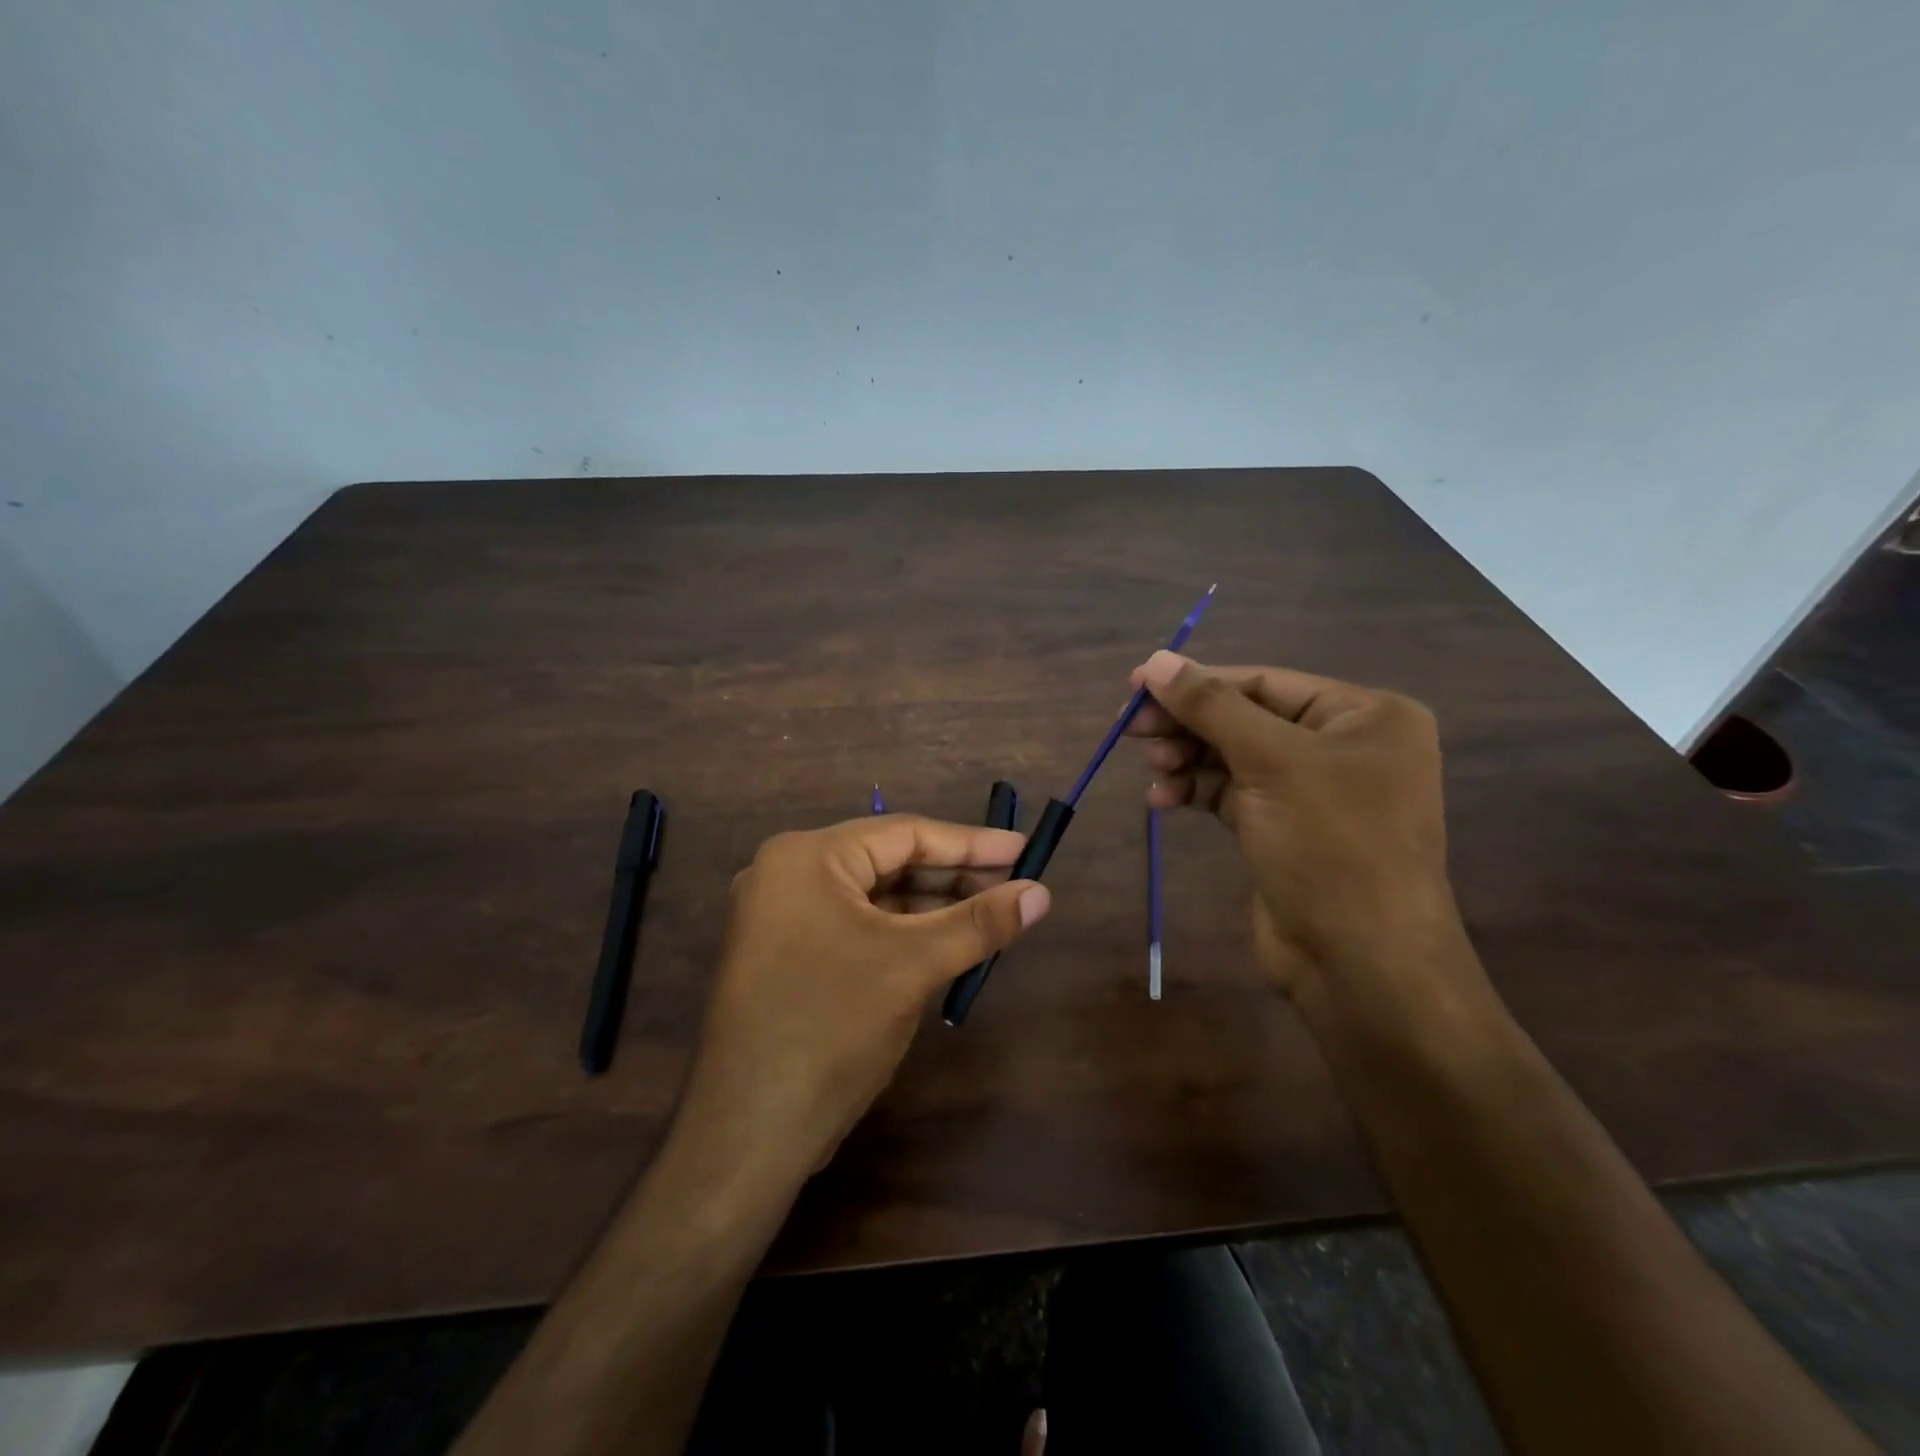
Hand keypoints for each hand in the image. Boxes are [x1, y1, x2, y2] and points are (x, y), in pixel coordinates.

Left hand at [673, 815, 1050, 1179]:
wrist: (749, 1133)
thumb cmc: (831, 1028)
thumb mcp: (912, 966)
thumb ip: (979, 923)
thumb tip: (1041, 893)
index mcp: (806, 857)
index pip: (903, 834)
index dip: (970, 843)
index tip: (1024, 850)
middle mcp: (788, 875)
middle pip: (888, 862)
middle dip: (953, 876)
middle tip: (1014, 884)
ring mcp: (783, 917)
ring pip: (875, 897)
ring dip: (932, 906)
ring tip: (992, 912)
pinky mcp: (789, 955)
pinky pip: (858, 926)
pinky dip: (903, 932)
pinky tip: (947, 941)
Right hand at [1127, 650, 1477, 1022]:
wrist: (1361, 962)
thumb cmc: (1330, 845)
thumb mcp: (1270, 762)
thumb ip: (1211, 706)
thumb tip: (1156, 660)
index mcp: (1364, 716)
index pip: (1264, 682)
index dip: (1198, 682)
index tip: (1136, 686)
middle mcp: (1344, 746)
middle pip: (1247, 718)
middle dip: (1190, 724)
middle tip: (1133, 730)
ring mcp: (1315, 791)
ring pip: (1235, 756)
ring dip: (1189, 758)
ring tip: (1154, 769)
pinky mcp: (1286, 829)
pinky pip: (1233, 793)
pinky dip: (1197, 792)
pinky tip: (1162, 800)